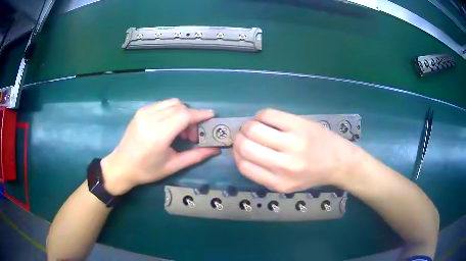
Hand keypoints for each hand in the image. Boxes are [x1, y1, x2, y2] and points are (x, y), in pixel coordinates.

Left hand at [101, 98, 219, 194]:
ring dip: (182, 112)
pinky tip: (170, 125)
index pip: (184, 115)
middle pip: (179, 106)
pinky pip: (162, 104)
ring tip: (181, 130)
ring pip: (171, 102)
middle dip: (192, 116)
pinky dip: (171, 111)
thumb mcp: (173, 166)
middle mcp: (150, 119)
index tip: (211, 116)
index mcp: (158, 135)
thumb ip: (196, 156)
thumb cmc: (147, 170)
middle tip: (193, 134)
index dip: (200, 114)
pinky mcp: (141, 111)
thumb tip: (215, 149)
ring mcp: (144, 112)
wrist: (121, 166)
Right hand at [233, 109, 361, 192]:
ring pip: (253, 128)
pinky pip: (268, 114)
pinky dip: (261, 116)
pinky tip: (267, 119)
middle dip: (239, 137)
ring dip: (248, 125)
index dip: (236, 153)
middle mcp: (283, 165)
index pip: (243, 165)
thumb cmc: (312, 174)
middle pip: (245, 145)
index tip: (239, 148)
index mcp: (277, 182)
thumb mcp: (286, 184)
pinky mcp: (299, 125)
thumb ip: (263, 173)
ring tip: (255, 126)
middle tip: (245, 135)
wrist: (339, 162)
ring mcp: (292, 143)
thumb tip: (240, 151)